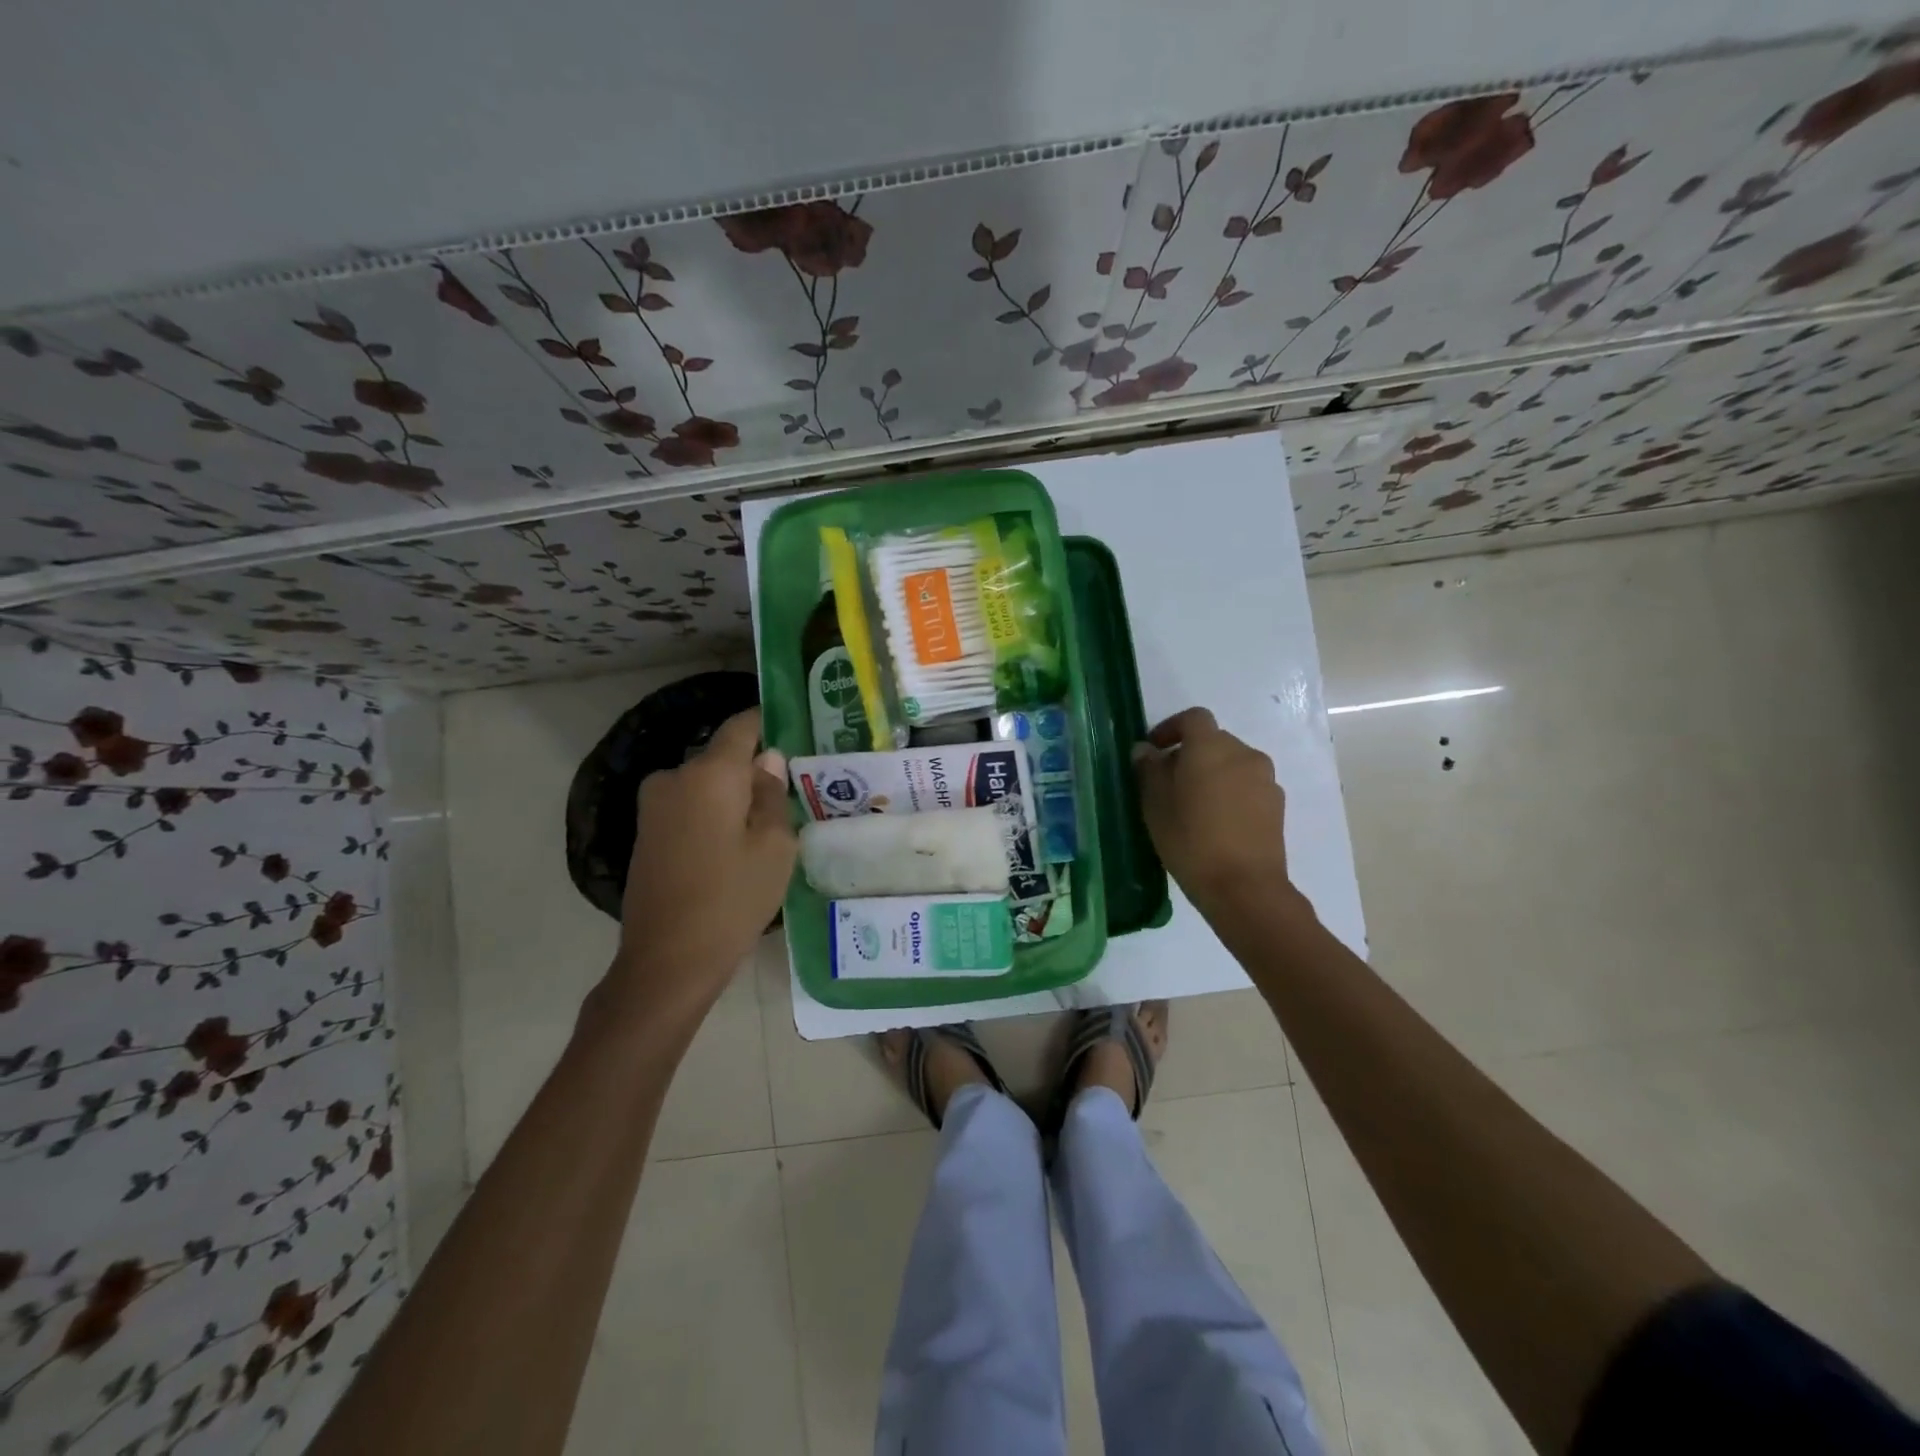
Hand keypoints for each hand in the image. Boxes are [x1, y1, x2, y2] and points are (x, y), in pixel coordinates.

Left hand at [610, 708, 795, 1018]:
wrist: (668, 960)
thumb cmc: (733, 899)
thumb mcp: (775, 846)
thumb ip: (773, 794)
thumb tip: (767, 760)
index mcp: (710, 773)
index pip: (742, 726)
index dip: (768, 722)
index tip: (793, 729)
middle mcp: (675, 777)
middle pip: (723, 758)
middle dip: (753, 770)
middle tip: (789, 796)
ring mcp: (654, 806)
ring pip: (706, 785)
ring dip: (732, 796)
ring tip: (763, 828)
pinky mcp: (646, 833)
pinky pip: (689, 807)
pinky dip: (712, 815)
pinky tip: (731, 848)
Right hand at [1133, 707, 1292, 919]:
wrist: (1243, 886)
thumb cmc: (1190, 839)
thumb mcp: (1155, 804)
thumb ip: (1149, 770)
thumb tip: (1146, 750)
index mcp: (1210, 746)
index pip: (1193, 718)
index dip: (1171, 728)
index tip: (1154, 750)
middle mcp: (1243, 753)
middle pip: (1214, 741)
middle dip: (1190, 753)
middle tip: (1168, 782)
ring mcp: (1265, 779)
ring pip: (1232, 764)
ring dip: (1212, 773)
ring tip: (1193, 805)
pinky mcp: (1277, 805)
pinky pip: (1247, 786)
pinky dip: (1230, 792)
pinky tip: (1216, 822)